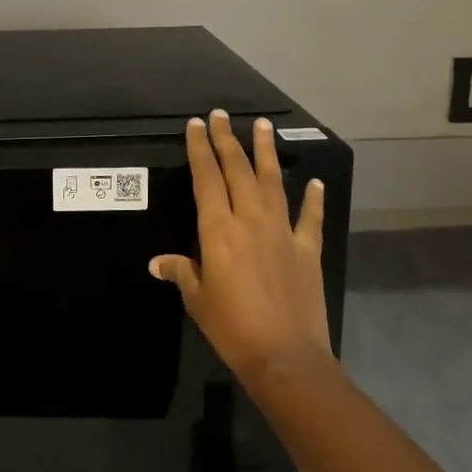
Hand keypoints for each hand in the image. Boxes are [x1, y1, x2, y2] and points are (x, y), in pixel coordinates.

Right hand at [150, 109, 331, 387]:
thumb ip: (181, 272)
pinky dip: (313, 198)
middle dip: (227, 140)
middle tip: (221, 115)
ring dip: (266, 152)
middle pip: (237, 170)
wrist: (285, 356)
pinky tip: (314, 181)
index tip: (196, 125)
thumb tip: (157, 263)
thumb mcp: (198, 300)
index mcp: (218, 230)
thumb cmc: (232, 328)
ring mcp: (282, 232)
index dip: (200, 149)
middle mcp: (250, 220)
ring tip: (264, 125)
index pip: (206, 178)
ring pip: (273, 182)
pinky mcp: (307, 249)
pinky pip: (310, 218)